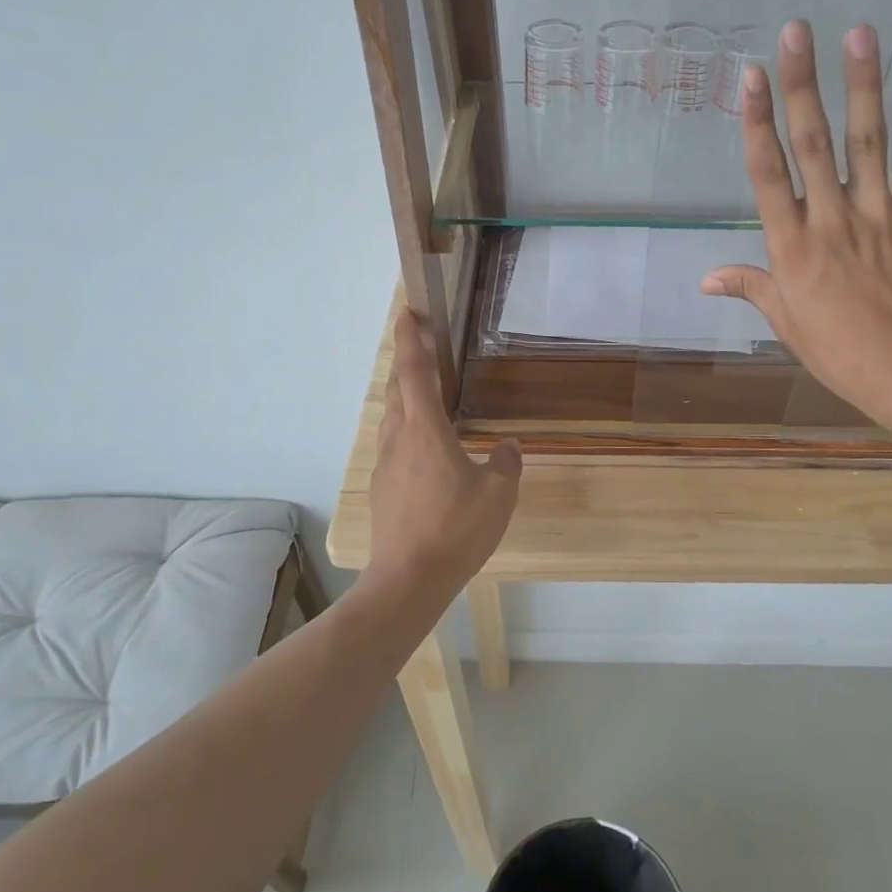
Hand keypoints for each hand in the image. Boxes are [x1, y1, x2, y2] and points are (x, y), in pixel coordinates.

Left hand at [363, 310, 521, 605]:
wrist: (408, 578)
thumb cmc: (455, 529)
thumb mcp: (498, 494)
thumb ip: (506, 463)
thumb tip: (509, 446)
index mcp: (425, 430)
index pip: (414, 373)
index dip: (411, 340)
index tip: (408, 313)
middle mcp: (399, 439)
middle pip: (397, 389)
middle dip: (407, 362)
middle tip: (423, 347)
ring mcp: (386, 464)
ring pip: (392, 417)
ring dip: (405, 397)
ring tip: (427, 395)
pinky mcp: (383, 488)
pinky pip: (394, 444)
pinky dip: (407, 428)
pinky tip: (426, 447)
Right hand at [702, 21, 891, 428]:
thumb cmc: (835, 348)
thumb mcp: (784, 320)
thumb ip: (749, 286)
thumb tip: (704, 279)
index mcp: (791, 245)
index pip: (767, 173)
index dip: (757, 121)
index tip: (751, 76)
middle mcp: (830, 219)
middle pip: (812, 143)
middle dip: (801, 84)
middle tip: (796, 30)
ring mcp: (879, 215)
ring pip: (867, 141)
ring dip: (861, 85)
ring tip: (857, 32)